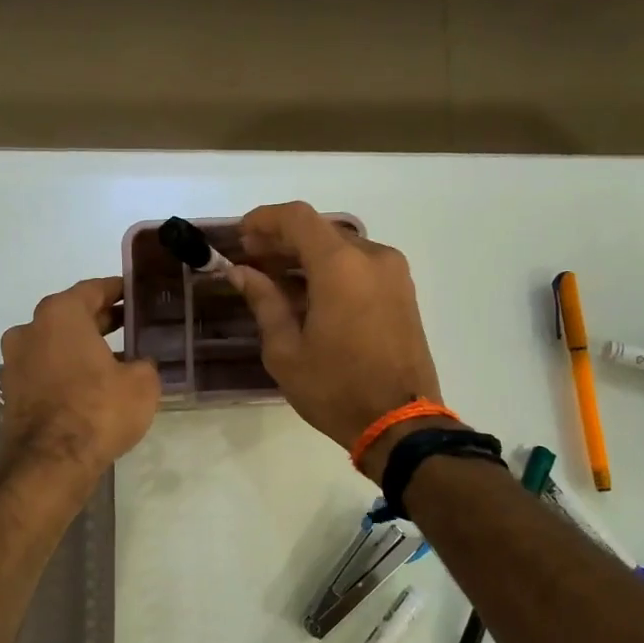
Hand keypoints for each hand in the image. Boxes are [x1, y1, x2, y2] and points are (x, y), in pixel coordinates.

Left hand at [0, 277, 160, 479]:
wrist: (51, 462)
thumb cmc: (99, 409)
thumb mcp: (142, 382)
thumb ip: (144, 363)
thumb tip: (138, 364)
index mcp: (60, 314)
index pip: (93, 289)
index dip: (118, 290)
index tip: (136, 294)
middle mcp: (30, 329)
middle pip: (72, 316)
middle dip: (102, 320)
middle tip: (132, 324)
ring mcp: (16, 361)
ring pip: (57, 343)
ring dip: (84, 346)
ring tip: (118, 357)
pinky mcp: (13, 390)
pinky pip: (47, 368)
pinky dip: (69, 369)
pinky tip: (94, 384)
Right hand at [226, 202, 448, 475]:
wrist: (400, 424)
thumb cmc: (335, 389)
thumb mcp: (285, 350)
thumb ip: (263, 301)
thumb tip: (241, 272)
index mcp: (341, 266)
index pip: (298, 218)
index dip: (264, 220)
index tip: (240, 236)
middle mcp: (373, 257)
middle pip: (321, 230)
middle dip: (283, 239)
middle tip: (251, 259)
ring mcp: (394, 274)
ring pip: (342, 247)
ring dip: (307, 255)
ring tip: (275, 279)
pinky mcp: (403, 293)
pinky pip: (360, 266)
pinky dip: (331, 270)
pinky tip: (308, 294)